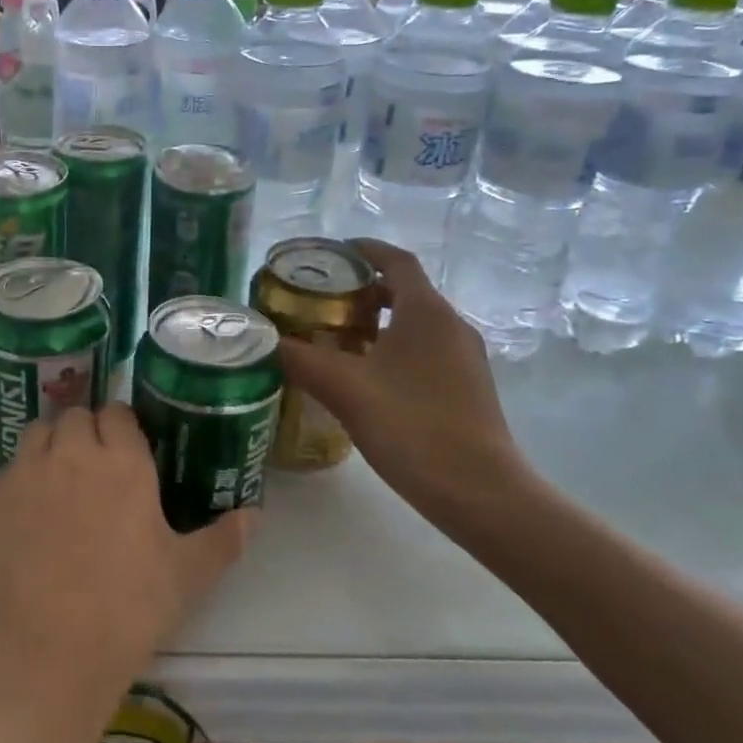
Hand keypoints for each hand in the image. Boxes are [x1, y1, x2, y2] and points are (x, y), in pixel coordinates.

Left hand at [0, 404, 252, 724]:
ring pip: (36, 434)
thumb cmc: (125, 614)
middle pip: (75, 416)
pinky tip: (24, 522)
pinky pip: (4, 473)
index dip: (122, 427)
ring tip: (57, 485)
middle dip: (85, 432)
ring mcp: (23, 474)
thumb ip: (222, 540)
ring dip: (49, 447)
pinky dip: (17, 484)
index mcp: (123, 463)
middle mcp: (71, 454)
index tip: (126, 451)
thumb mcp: (185, 578)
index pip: (118, 413)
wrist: (38, 658)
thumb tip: (255, 515)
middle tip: (93, 470)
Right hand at [278, 239, 526, 517]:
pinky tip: (365, 381)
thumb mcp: (344, 388)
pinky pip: (424, 352)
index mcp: (427, 311)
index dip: (363, 250)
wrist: (479, 493)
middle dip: (361, 290)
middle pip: (404, 291)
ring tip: (334, 341)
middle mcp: (451, 326)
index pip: (396, 259)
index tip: (329, 254)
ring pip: (414, 324)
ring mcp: (465, 359)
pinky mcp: (467, 388)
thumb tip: (263, 339)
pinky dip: (392, 350)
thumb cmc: (411, 426)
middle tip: (319, 303)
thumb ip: (299, 358)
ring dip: (376, 324)